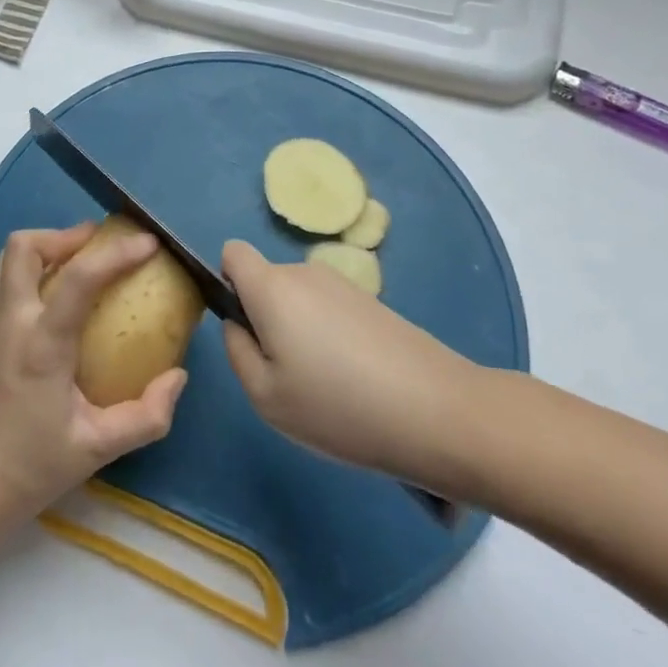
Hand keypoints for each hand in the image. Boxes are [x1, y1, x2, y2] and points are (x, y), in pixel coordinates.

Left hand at [0, 222, 187, 535]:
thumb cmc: (30, 468)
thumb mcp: (97, 450)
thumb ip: (146, 416)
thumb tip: (178, 377)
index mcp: (42, 345)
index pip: (79, 279)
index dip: (116, 254)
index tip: (148, 243)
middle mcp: (10, 321)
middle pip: (25, 246)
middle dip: (64, 234)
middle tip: (99, 243)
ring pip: (9, 258)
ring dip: (46, 248)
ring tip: (80, 261)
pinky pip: (5, 280)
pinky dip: (33, 271)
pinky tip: (57, 298)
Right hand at [220, 239, 486, 495]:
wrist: (439, 413)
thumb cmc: (338, 406)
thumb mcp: (265, 396)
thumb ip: (236, 351)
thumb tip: (239, 324)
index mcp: (272, 287)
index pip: (233, 253)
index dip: (228, 284)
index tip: (245, 328)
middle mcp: (305, 273)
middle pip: (267, 282)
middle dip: (266, 319)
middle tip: (287, 376)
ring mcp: (344, 286)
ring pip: (300, 301)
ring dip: (300, 332)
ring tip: (328, 387)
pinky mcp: (374, 303)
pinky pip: (331, 312)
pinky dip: (332, 339)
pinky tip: (358, 384)